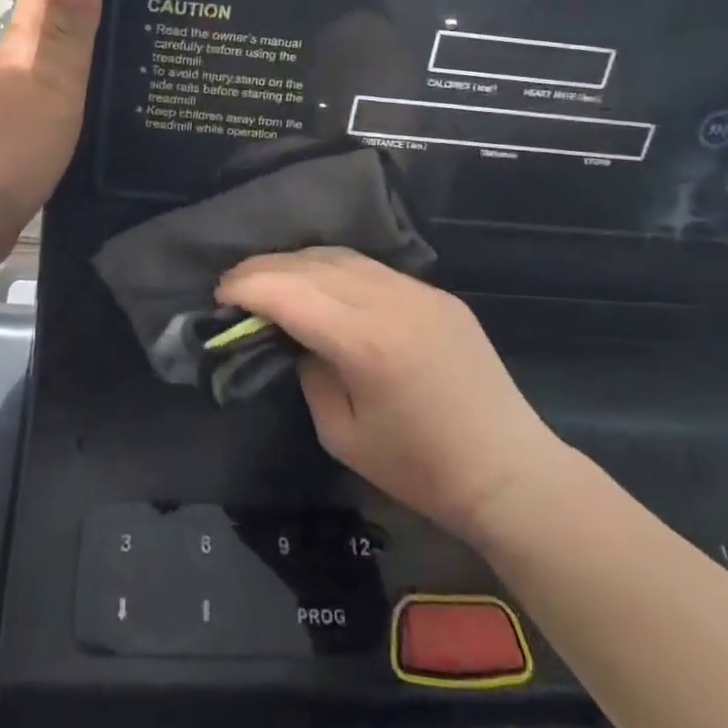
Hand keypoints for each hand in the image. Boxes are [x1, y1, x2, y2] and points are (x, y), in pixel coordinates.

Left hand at [0, 0, 100, 267]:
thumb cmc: (14, 145)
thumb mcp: (52, 85)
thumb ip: (68, 34)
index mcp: (17, 55)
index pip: (39, 3)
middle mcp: (8, 79)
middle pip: (45, 42)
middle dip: (82, 33)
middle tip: (134, 38)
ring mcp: (7, 115)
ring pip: (47, 81)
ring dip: (79, 75)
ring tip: (126, 80)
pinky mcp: (14, 149)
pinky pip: (49, 117)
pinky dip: (72, 111)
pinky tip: (99, 125)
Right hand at [218, 248, 559, 547]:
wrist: (507, 470)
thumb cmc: (418, 468)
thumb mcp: (342, 434)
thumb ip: (309, 375)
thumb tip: (295, 339)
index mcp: (363, 341)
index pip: (289, 293)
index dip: (247, 287)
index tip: (220, 294)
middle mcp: (390, 301)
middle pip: (312, 264)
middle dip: (265, 268)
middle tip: (236, 283)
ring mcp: (418, 291)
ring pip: (343, 257)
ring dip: (300, 263)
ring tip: (272, 279)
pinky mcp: (437, 294)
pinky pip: (375, 270)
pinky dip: (337, 270)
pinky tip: (323, 286)